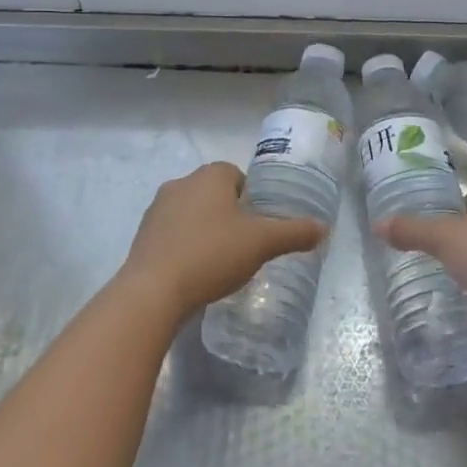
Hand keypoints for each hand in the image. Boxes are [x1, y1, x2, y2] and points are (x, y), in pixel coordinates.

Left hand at [118, 162, 327, 316]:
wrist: (153, 291)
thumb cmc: (212, 255)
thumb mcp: (262, 243)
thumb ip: (294, 232)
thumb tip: (324, 227)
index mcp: (209, 176)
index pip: (236, 175)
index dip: (251, 197)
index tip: (259, 224)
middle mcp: (180, 183)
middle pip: (213, 193)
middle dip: (229, 213)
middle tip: (244, 244)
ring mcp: (156, 209)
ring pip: (191, 213)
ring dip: (205, 229)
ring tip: (220, 261)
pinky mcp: (142, 236)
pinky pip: (172, 234)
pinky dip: (185, 246)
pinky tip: (195, 272)